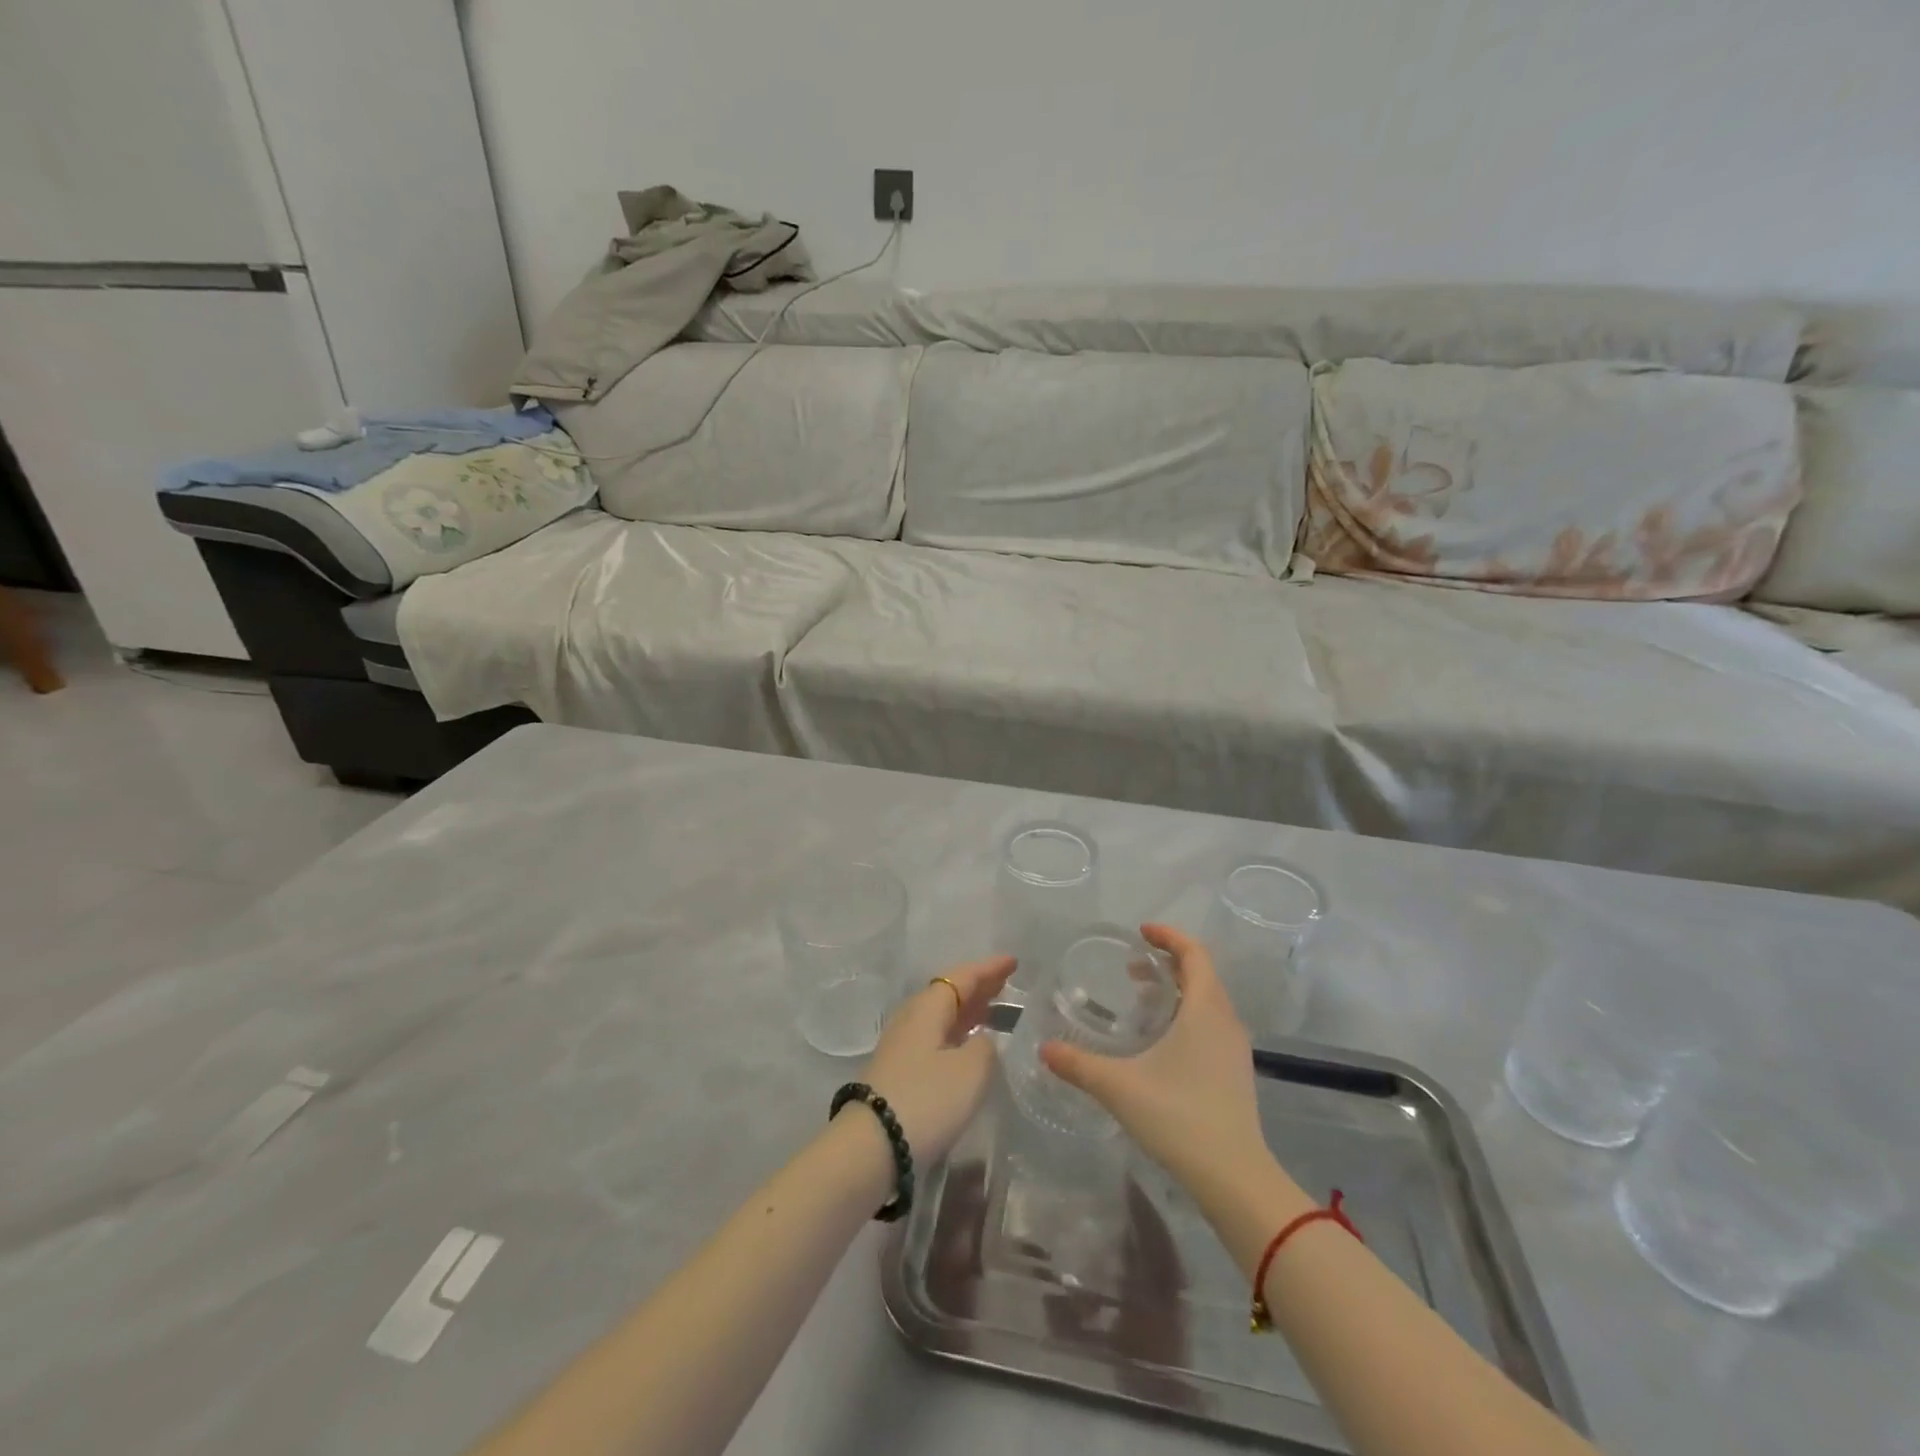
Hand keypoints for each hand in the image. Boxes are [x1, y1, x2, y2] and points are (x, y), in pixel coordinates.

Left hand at [860, 954, 1017, 1164]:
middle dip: (978, 987)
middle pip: (949, 992)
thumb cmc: (926, 1099)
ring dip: (967, 1010)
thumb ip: (985, 1047)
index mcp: (929, 1007)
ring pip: (941, 1015)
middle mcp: (912, 1017)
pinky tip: (967, 1044)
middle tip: (1006, 984)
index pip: (963, 976)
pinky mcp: (898, 1070)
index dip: (989, 969)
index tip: (1013, 962)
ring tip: (992, 1011)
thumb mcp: (971, 1071)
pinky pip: (935, 1036)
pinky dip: (956, 1032)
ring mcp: (901, 1044)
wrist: (872, 1146)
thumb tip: (982, 1040)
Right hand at [1042, 924, 1270, 1199]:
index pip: (1194, 953)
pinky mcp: (1236, 1071)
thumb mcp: (1119, 1086)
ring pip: (1208, 1000)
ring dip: (1178, 990)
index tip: (1141, 932)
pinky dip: (1187, 1014)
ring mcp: (1235, 1048)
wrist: (1234, 1177)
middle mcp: (1225, 1020)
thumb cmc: (1178, 1116)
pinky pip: (1212, 1023)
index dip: (1169, 936)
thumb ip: (1079, 1064)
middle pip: (1202, 974)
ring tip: (1142, 1000)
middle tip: (1132, 968)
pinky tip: (1162, 1041)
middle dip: (1168, 963)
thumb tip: (1045, 1049)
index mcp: (1204, 1009)